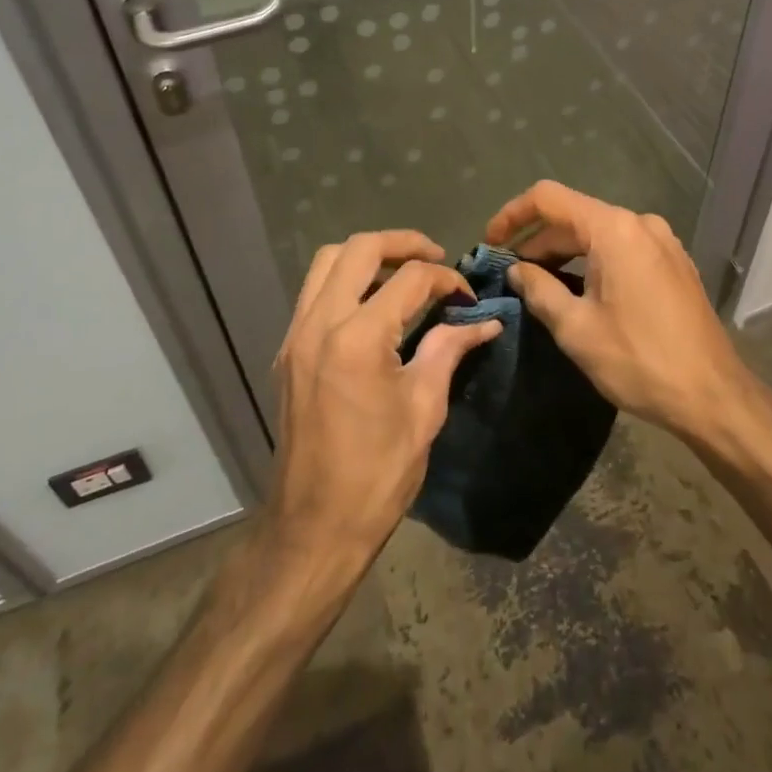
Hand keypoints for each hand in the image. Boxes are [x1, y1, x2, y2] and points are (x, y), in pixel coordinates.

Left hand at [268, 230, 502, 561]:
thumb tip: (484, 321)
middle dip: (403, 243)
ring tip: (402, 273)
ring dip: (367, 255)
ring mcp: (296, 335)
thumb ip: (449, 349)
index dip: (446, 279)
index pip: (410, 279)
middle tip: (435, 257)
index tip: (468, 298)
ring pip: (327, 261)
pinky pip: (314, 292)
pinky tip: (372, 305)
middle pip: (359, 248)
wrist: (314, 528)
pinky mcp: (287, 351)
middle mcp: (319, 323)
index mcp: (357, 338)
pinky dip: (345, 280)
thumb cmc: (377, 474)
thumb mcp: (424, 409)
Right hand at [484, 181, 758, 444]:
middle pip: (574, 216)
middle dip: (538, 241)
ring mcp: (662, 241)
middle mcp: (640, 223)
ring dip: (565, 253)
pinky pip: (622, 248)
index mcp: (614, 229)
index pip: (549, 198)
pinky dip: (593, 260)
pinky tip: (581, 290)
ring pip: (599, 233)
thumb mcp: (576, 329)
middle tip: (510, 273)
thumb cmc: (639, 360)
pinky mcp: (673, 263)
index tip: (491, 242)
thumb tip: (517, 269)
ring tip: (539, 283)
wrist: (714, 396)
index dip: (512, 214)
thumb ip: (539, 289)